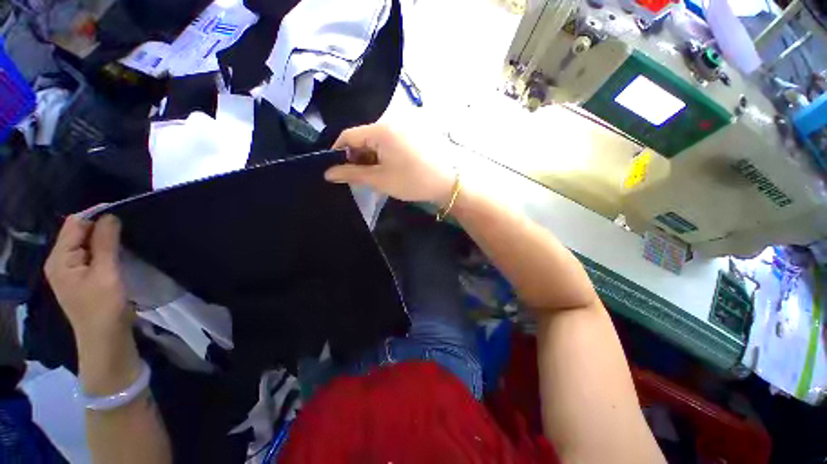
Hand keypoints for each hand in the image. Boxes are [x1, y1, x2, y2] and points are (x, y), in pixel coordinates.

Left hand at [45, 214, 130, 339]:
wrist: (106, 339)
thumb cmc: (104, 307)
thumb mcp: (106, 273)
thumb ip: (105, 243)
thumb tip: (110, 216)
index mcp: (60, 259)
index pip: (75, 224)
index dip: (97, 216)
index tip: (123, 216)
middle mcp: (60, 262)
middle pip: (79, 233)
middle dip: (101, 228)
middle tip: (128, 228)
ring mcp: (71, 271)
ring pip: (87, 244)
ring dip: (105, 240)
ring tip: (126, 239)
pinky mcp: (82, 279)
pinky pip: (91, 255)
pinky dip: (105, 251)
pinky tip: (119, 253)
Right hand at [326, 124, 455, 206]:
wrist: (448, 182)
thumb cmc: (412, 181)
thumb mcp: (380, 179)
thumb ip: (352, 174)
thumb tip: (328, 173)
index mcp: (381, 129)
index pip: (349, 136)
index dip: (338, 152)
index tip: (336, 169)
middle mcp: (391, 121)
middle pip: (363, 137)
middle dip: (356, 156)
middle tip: (357, 176)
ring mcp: (405, 125)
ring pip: (377, 139)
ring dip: (371, 156)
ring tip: (374, 175)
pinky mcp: (414, 132)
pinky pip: (391, 140)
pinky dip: (384, 153)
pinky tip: (388, 167)